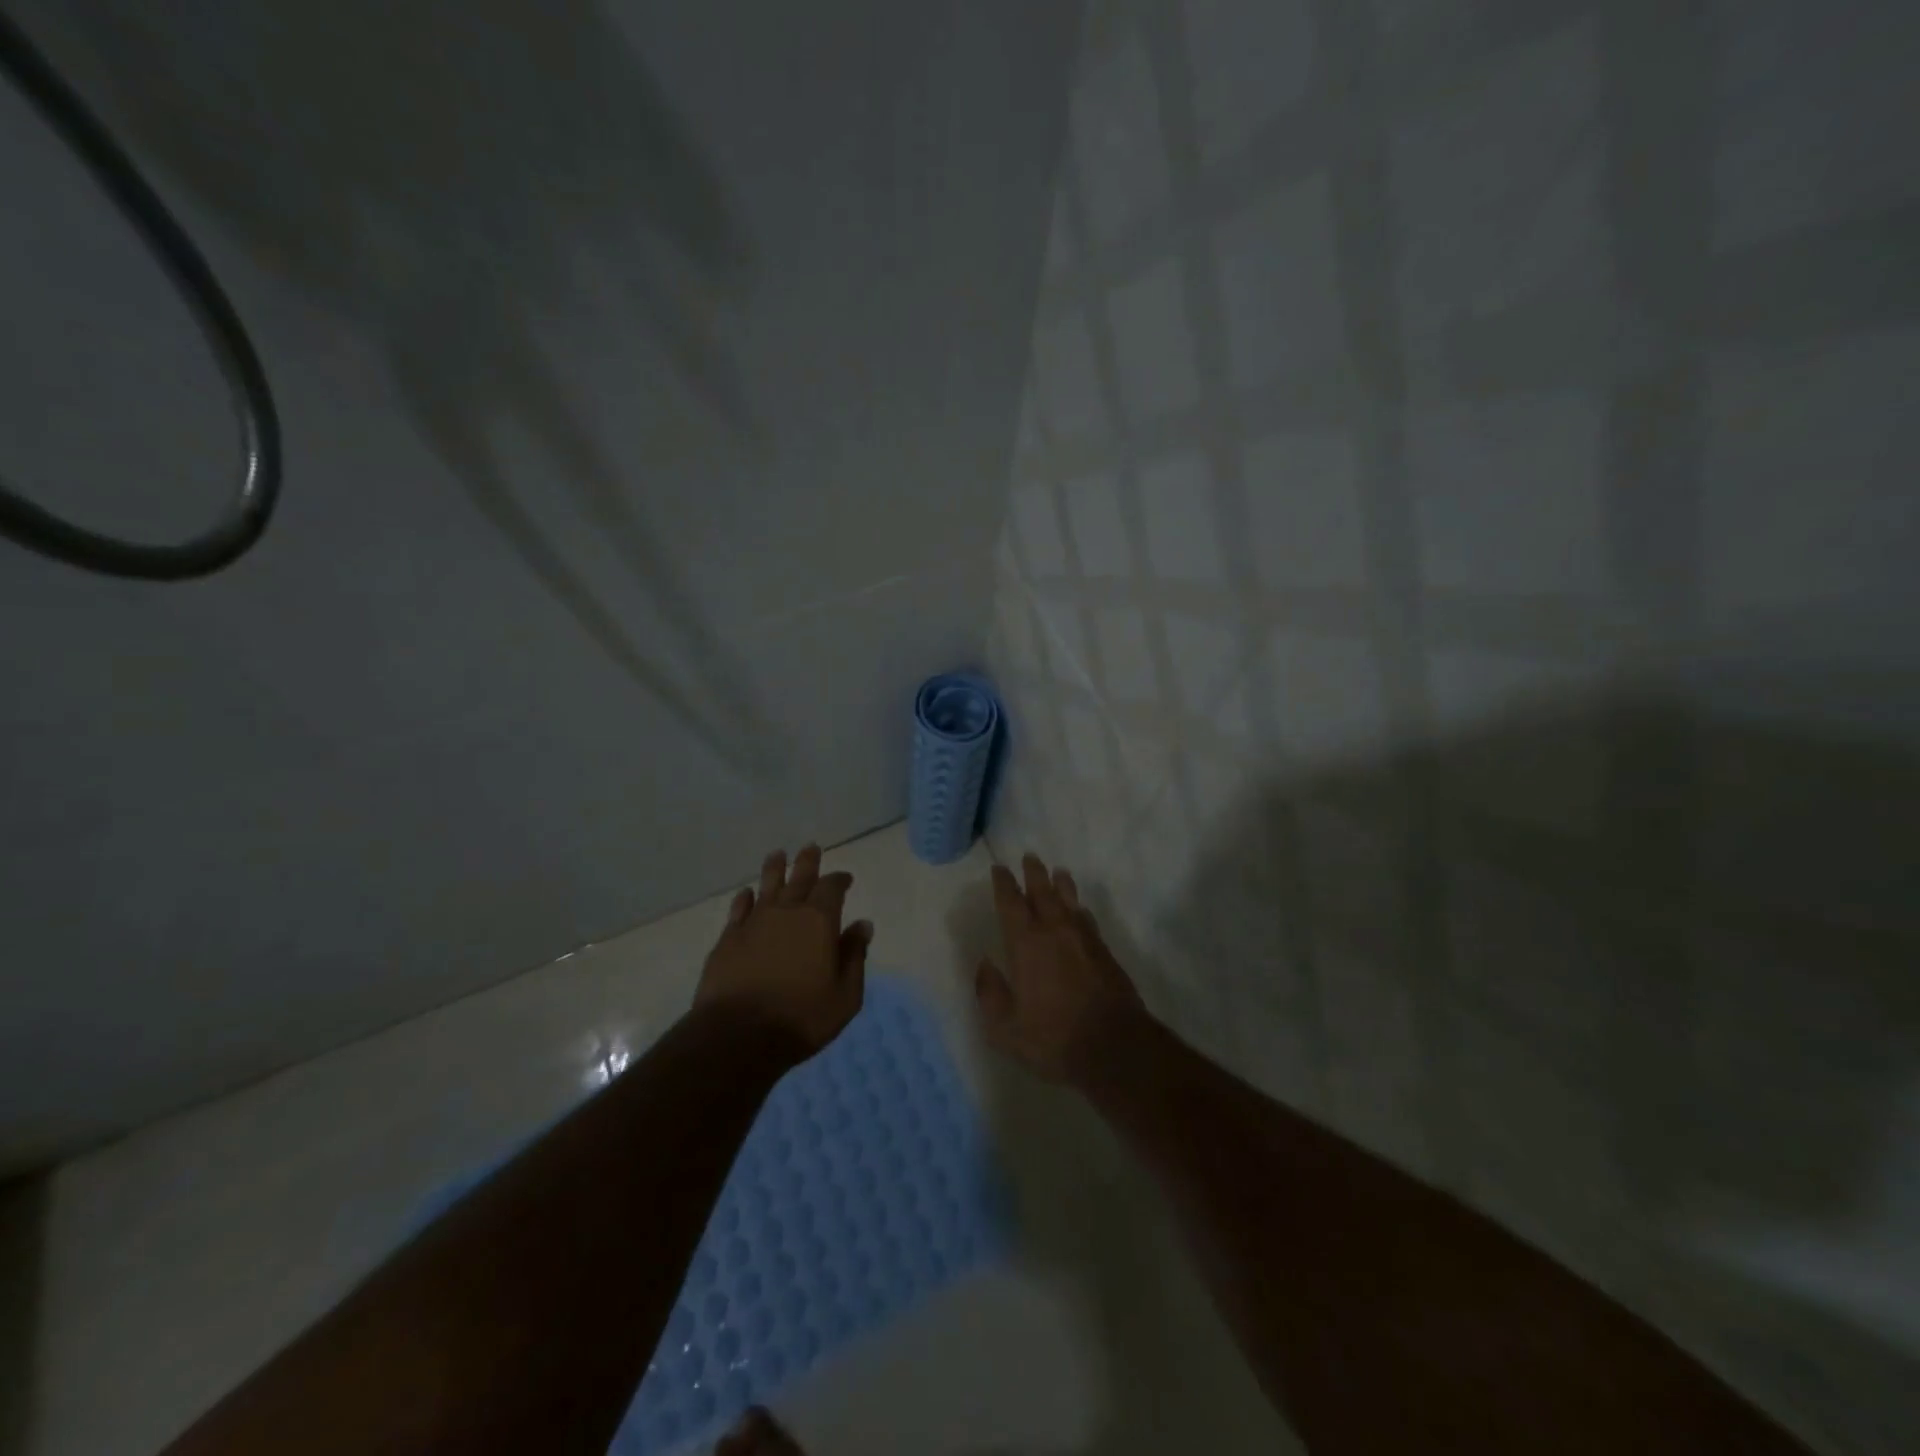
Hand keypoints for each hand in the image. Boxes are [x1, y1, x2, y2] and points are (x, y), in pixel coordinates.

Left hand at [696, 844, 871, 1056]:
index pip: (832, 888)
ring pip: (767, 886)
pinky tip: (747, 893)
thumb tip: (863, 925)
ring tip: (778, 855)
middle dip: (807, 862)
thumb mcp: (845, 995)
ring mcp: (754, 923)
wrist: (738, 1035)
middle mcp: (786, 912)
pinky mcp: (728, 939)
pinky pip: (739, 909)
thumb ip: (854, 956)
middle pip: (799, 878)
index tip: (845, 878)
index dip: (839, 880)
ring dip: (775, 869)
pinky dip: (745, 898)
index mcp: (819, 921)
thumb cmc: (801, 1018)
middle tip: (810, 847)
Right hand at [974, 852, 1144, 1083]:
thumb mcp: (1005, 1027)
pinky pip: (1088, 919)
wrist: (1113, 1046)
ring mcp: (1083, 939)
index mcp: (1026, 944)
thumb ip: (990, 993)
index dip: (1004, 884)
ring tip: (1058, 872)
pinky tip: (1080, 910)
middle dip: (1034, 873)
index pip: (1011, 903)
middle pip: (1043, 892)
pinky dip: (1080, 909)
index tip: (1000, 869)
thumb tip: (984, 965)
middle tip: (1030, 857)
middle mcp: (1054, 931)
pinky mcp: (1104, 951)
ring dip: (1061, 884)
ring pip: (1070, 901)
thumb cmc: (1052, 1038)